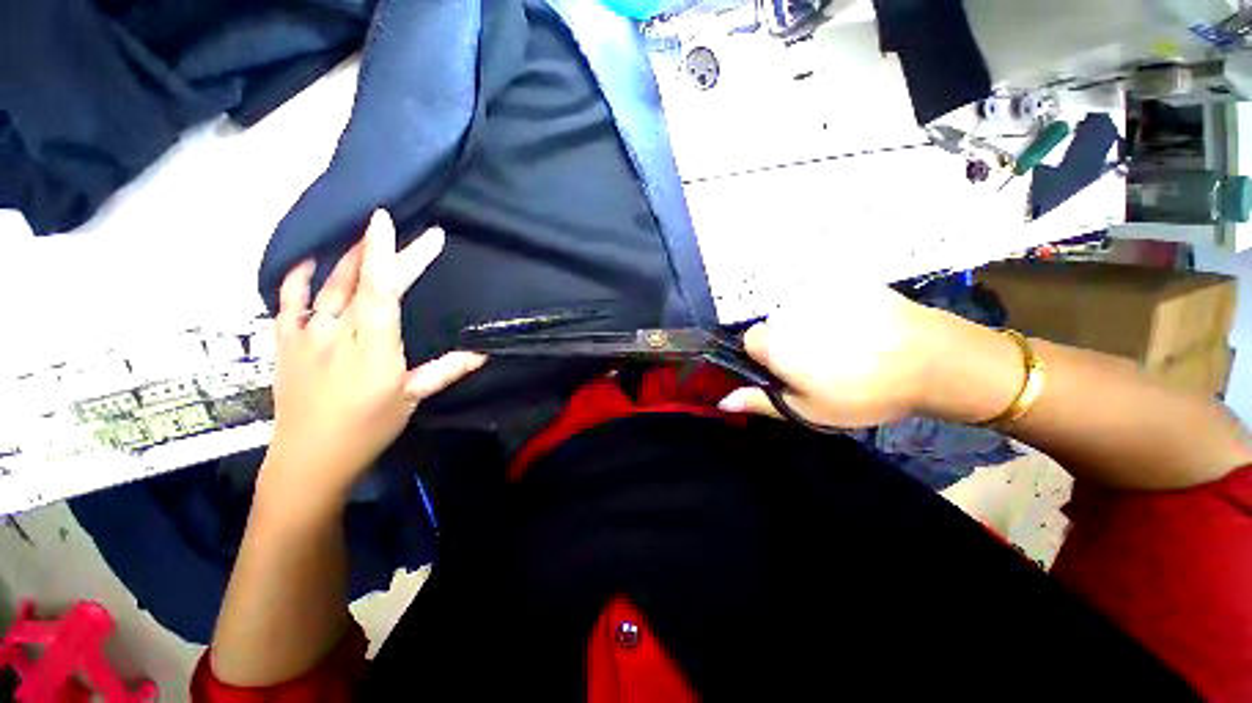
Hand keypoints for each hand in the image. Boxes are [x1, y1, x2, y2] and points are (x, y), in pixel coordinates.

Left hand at [262, 210, 484, 505]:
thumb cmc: (368, 428)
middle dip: (389, 253)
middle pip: (363, 283)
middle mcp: (337, 334)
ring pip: (328, 284)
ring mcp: (306, 335)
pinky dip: (298, 276)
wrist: (308, 458)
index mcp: (374, 348)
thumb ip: (446, 370)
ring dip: (350, 256)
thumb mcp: (412, 399)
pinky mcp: (285, 341)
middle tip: (417, 234)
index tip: (391, 222)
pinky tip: (312, 260)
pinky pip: (288, 300)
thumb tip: (483, 352)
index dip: (386, 255)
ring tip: (369, 236)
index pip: (381, 292)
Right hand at [718, 285, 940, 428]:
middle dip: (789, 339)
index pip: (750, 340)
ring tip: (847, 343)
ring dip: (812, 323)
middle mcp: (789, 313)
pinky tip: (862, 324)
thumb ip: (761, 402)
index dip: (766, 355)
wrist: (931, 359)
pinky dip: (836, 307)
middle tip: (823, 360)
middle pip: (775, 323)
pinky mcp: (847, 282)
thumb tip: (722, 402)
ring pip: (800, 309)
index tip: (788, 368)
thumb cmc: (862, 393)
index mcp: (776, 343)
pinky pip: (827, 295)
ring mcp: (819, 294)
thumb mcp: (808, 410)